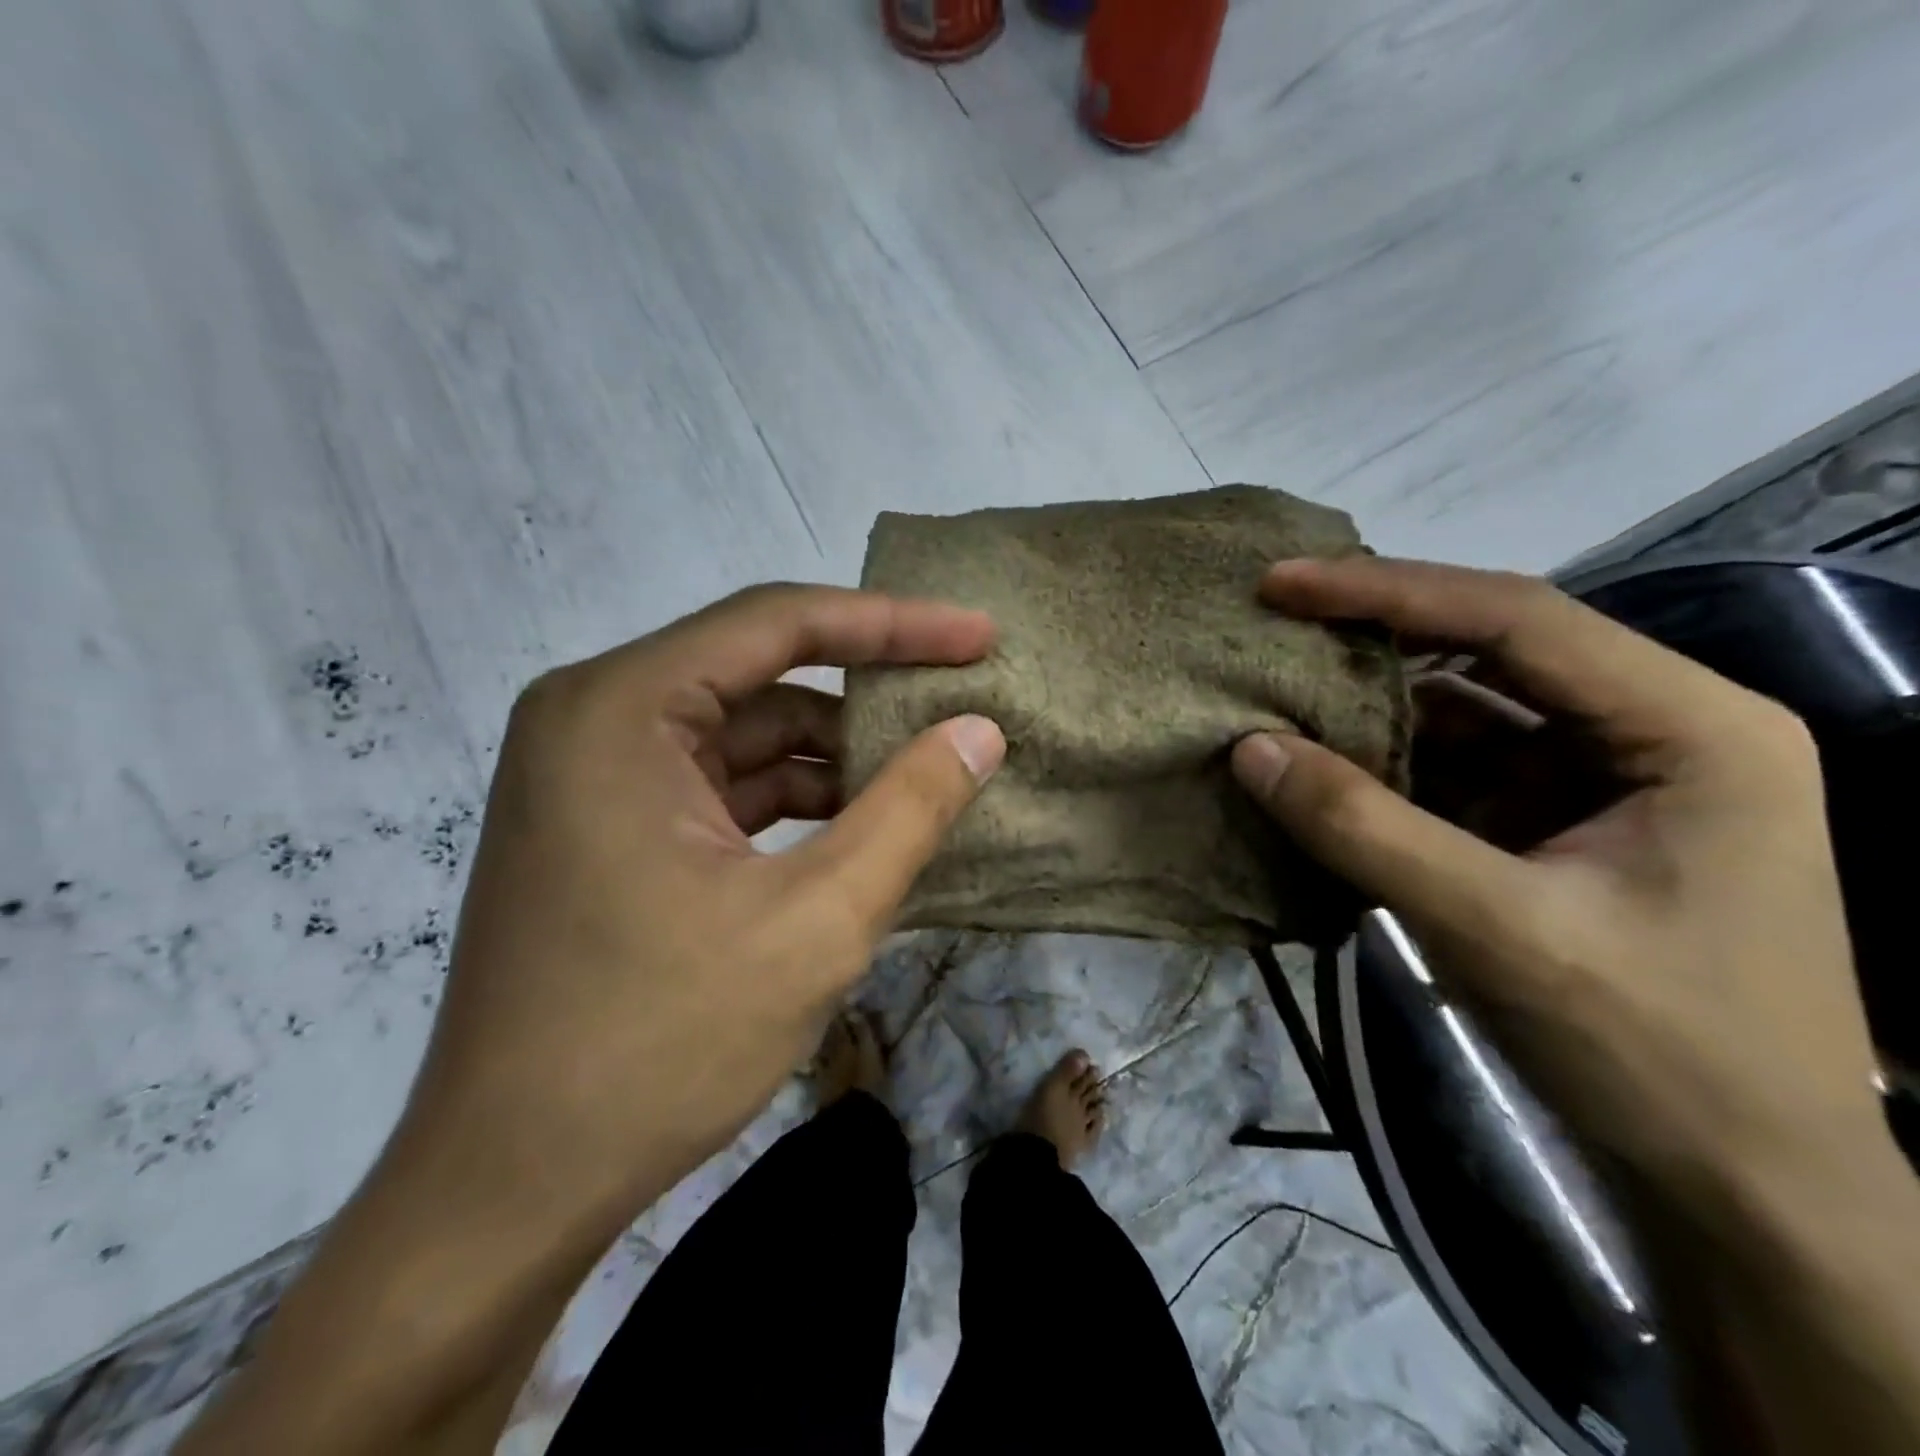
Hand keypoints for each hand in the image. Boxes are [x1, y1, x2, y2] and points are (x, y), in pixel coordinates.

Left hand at [401, 584, 1005, 1233]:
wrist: (511, 1187)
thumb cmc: (659, 1045)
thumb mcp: (816, 920)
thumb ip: (910, 810)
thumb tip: (981, 731)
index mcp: (620, 709)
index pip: (778, 623)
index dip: (892, 623)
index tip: (978, 636)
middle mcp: (594, 719)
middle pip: (761, 674)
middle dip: (867, 694)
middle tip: (962, 705)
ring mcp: (595, 776)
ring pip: (745, 734)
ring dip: (835, 756)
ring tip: (925, 779)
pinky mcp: (609, 829)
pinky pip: (721, 785)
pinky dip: (794, 800)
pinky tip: (861, 828)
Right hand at [1228, 557, 1887, 1205]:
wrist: (1743, 1189)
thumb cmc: (1660, 1052)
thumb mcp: (1498, 929)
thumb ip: (1364, 828)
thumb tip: (1249, 748)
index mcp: (1688, 726)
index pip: (1517, 618)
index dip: (1388, 593)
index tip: (1283, 584)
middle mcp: (1652, 730)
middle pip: (1494, 650)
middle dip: (1379, 636)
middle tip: (1275, 621)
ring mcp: (1602, 779)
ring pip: (1468, 712)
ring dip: (1374, 707)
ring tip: (1279, 690)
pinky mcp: (1557, 825)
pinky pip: (1456, 771)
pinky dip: (1386, 767)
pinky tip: (1321, 766)